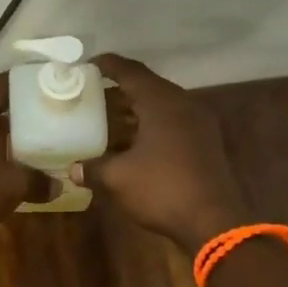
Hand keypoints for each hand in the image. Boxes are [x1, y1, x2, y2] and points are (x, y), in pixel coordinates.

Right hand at [71, 54, 249, 248]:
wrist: (214, 223)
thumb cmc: (162, 190)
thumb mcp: (118, 178)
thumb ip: (93, 168)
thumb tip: (73, 169)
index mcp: (161, 102)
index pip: (130, 71)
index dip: (108, 65)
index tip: (87, 64)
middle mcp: (183, 104)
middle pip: (148, 85)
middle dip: (120, 87)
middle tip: (93, 91)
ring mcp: (198, 123)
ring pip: (161, 105)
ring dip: (135, 108)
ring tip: (108, 115)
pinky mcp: (205, 143)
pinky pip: (172, 122)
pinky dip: (150, 124)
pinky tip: (133, 140)